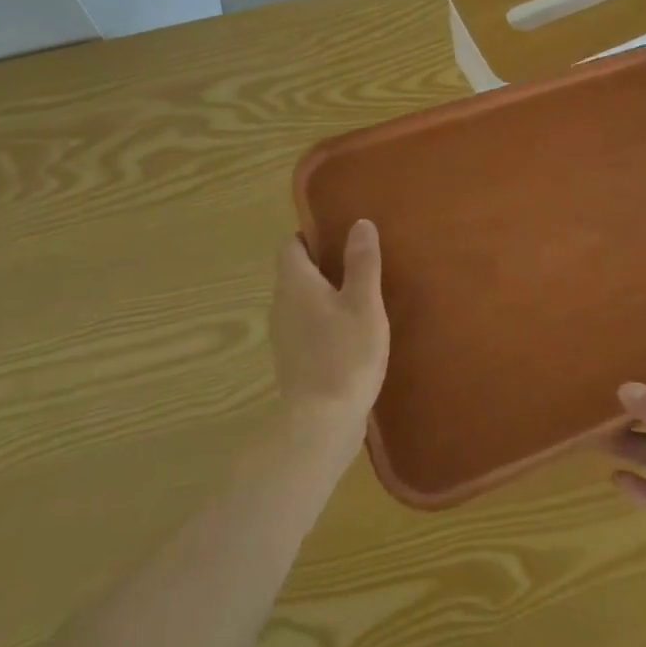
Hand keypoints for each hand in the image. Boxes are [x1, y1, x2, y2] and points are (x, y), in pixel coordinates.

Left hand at [269, 221, 389, 447]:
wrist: (322, 423)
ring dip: (324, 294)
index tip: (340, 235)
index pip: (291, 246)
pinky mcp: (293, 360)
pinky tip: (351, 332)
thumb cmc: (345, 354)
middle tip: (358, 262)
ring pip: (301, 301)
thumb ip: (362, 262)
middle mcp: (281, 304)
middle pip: (296, 273)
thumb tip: (360, 223)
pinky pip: (306, 327)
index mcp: (295, 283)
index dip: (312, 236)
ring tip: (360, 295)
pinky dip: (324, 321)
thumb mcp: (364, 303)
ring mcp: (284, 335)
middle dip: (322, 264)